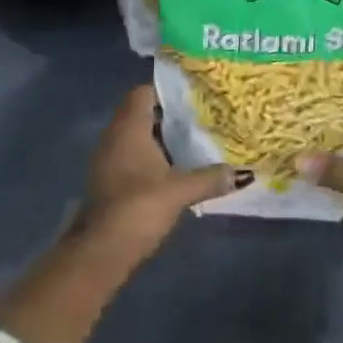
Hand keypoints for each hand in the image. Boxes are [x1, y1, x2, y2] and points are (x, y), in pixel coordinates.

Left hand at [77, 85, 239, 259]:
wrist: (100, 252)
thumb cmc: (138, 207)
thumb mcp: (180, 191)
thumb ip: (210, 178)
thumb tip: (243, 173)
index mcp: (129, 126)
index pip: (144, 92)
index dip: (167, 90)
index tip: (192, 95)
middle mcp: (115, 135)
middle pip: (141, 112)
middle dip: (168, 115)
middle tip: (199, 117)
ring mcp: (108, 158)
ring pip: (136, 136)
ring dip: (159, 137)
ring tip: (191, 141)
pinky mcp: (108, 180)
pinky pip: (131, 155)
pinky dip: (150, 157)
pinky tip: (172, 169)